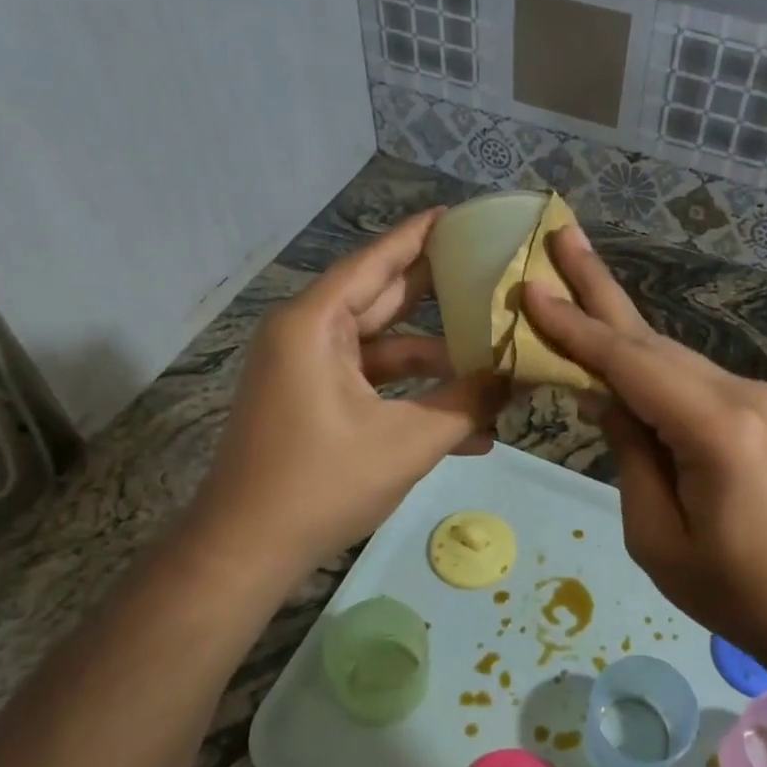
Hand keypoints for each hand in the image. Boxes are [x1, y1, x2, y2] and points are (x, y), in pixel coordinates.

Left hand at [192, 209, 505, 574]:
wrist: (248, 549)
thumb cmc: (323, 484)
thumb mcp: (407, 442)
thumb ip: (466, 404)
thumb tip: (518, 378)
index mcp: (316, 324)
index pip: (377, 262)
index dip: (421, 237)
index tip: (463, 217)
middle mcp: (307, 335)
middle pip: (382, 299)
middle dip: (439, 294)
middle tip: (492, 274)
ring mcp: (308, 371)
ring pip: (383, 349)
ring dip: (435, 361)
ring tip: (495, 358)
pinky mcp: (313, 403)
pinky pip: (371, 385)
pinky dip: (409, 396)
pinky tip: (466, 424)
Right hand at [521, 227, 766, 651]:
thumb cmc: (737, 592)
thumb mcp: (657, 536)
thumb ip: (630, 455)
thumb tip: (609, 400)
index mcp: (716, 428)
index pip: (628, 363)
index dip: (574, 327)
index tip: (529, 288)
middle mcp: (742, 396)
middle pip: (652, 340)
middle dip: (599, 290)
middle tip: (562, 234)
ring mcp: (760, 401)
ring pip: (672, 356)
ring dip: (620, 325)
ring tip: (576, 278)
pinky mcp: (764, 413)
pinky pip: (691, 380)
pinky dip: (648, 365)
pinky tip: (618, 352)